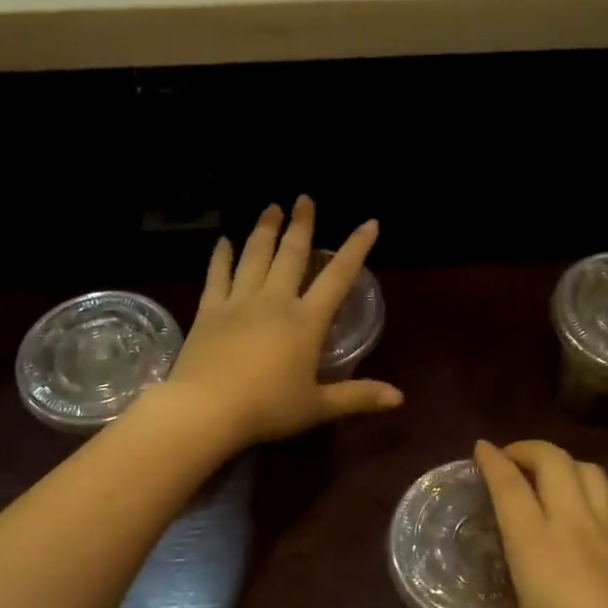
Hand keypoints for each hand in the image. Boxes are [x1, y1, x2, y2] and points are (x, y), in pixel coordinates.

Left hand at [160, 197, 402, 449]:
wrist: (207, 409)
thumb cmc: (267, 409)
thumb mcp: (318, 407)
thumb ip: (358, 397)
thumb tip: (400, 398)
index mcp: (306, 322)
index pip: (337, 277)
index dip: (356, 249)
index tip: (369, 223)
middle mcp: (274, 302)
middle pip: (291, 255)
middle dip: (301, 225)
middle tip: (304, 198)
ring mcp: (239, 303)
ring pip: (254, 257)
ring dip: (264, 230)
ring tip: (270, 207)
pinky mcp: (209, 311)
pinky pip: (217, 276)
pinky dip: (221, 257)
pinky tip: (223, 241)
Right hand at [400, 440, 607, 607]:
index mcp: (538, 545)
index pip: (511, 484)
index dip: (493, 459)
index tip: (479, 447)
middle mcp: (575, 525)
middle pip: (554, 460)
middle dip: (527, 448)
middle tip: (506, 461)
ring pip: (588, 471)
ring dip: (561, 462)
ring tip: (541, 480)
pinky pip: (606, 498)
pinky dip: (584, 487)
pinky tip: (575, 520)